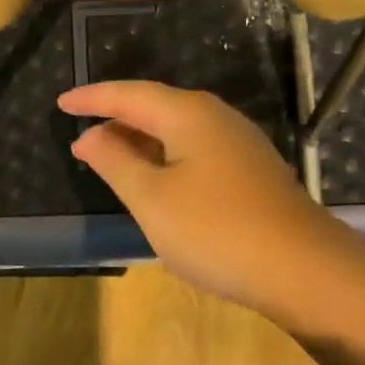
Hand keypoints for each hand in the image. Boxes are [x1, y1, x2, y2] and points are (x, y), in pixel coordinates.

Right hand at [57, 81, 343, 324]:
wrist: (302, 269)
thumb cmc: (215, 230)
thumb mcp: (151, 198)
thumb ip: (115, 161)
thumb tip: (89, 136)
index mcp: (188, 115)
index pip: (130, 95)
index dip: (93, 98)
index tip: (61, 103)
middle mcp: (216, 119)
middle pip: (156, 106)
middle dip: (116, 117)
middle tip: (82, 130)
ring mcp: (238, 145)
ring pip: (177, 130)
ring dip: (140, 139)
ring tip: (109, 155)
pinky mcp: (250, 172)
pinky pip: (194, 150)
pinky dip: (164, 156)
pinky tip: (155, 179)